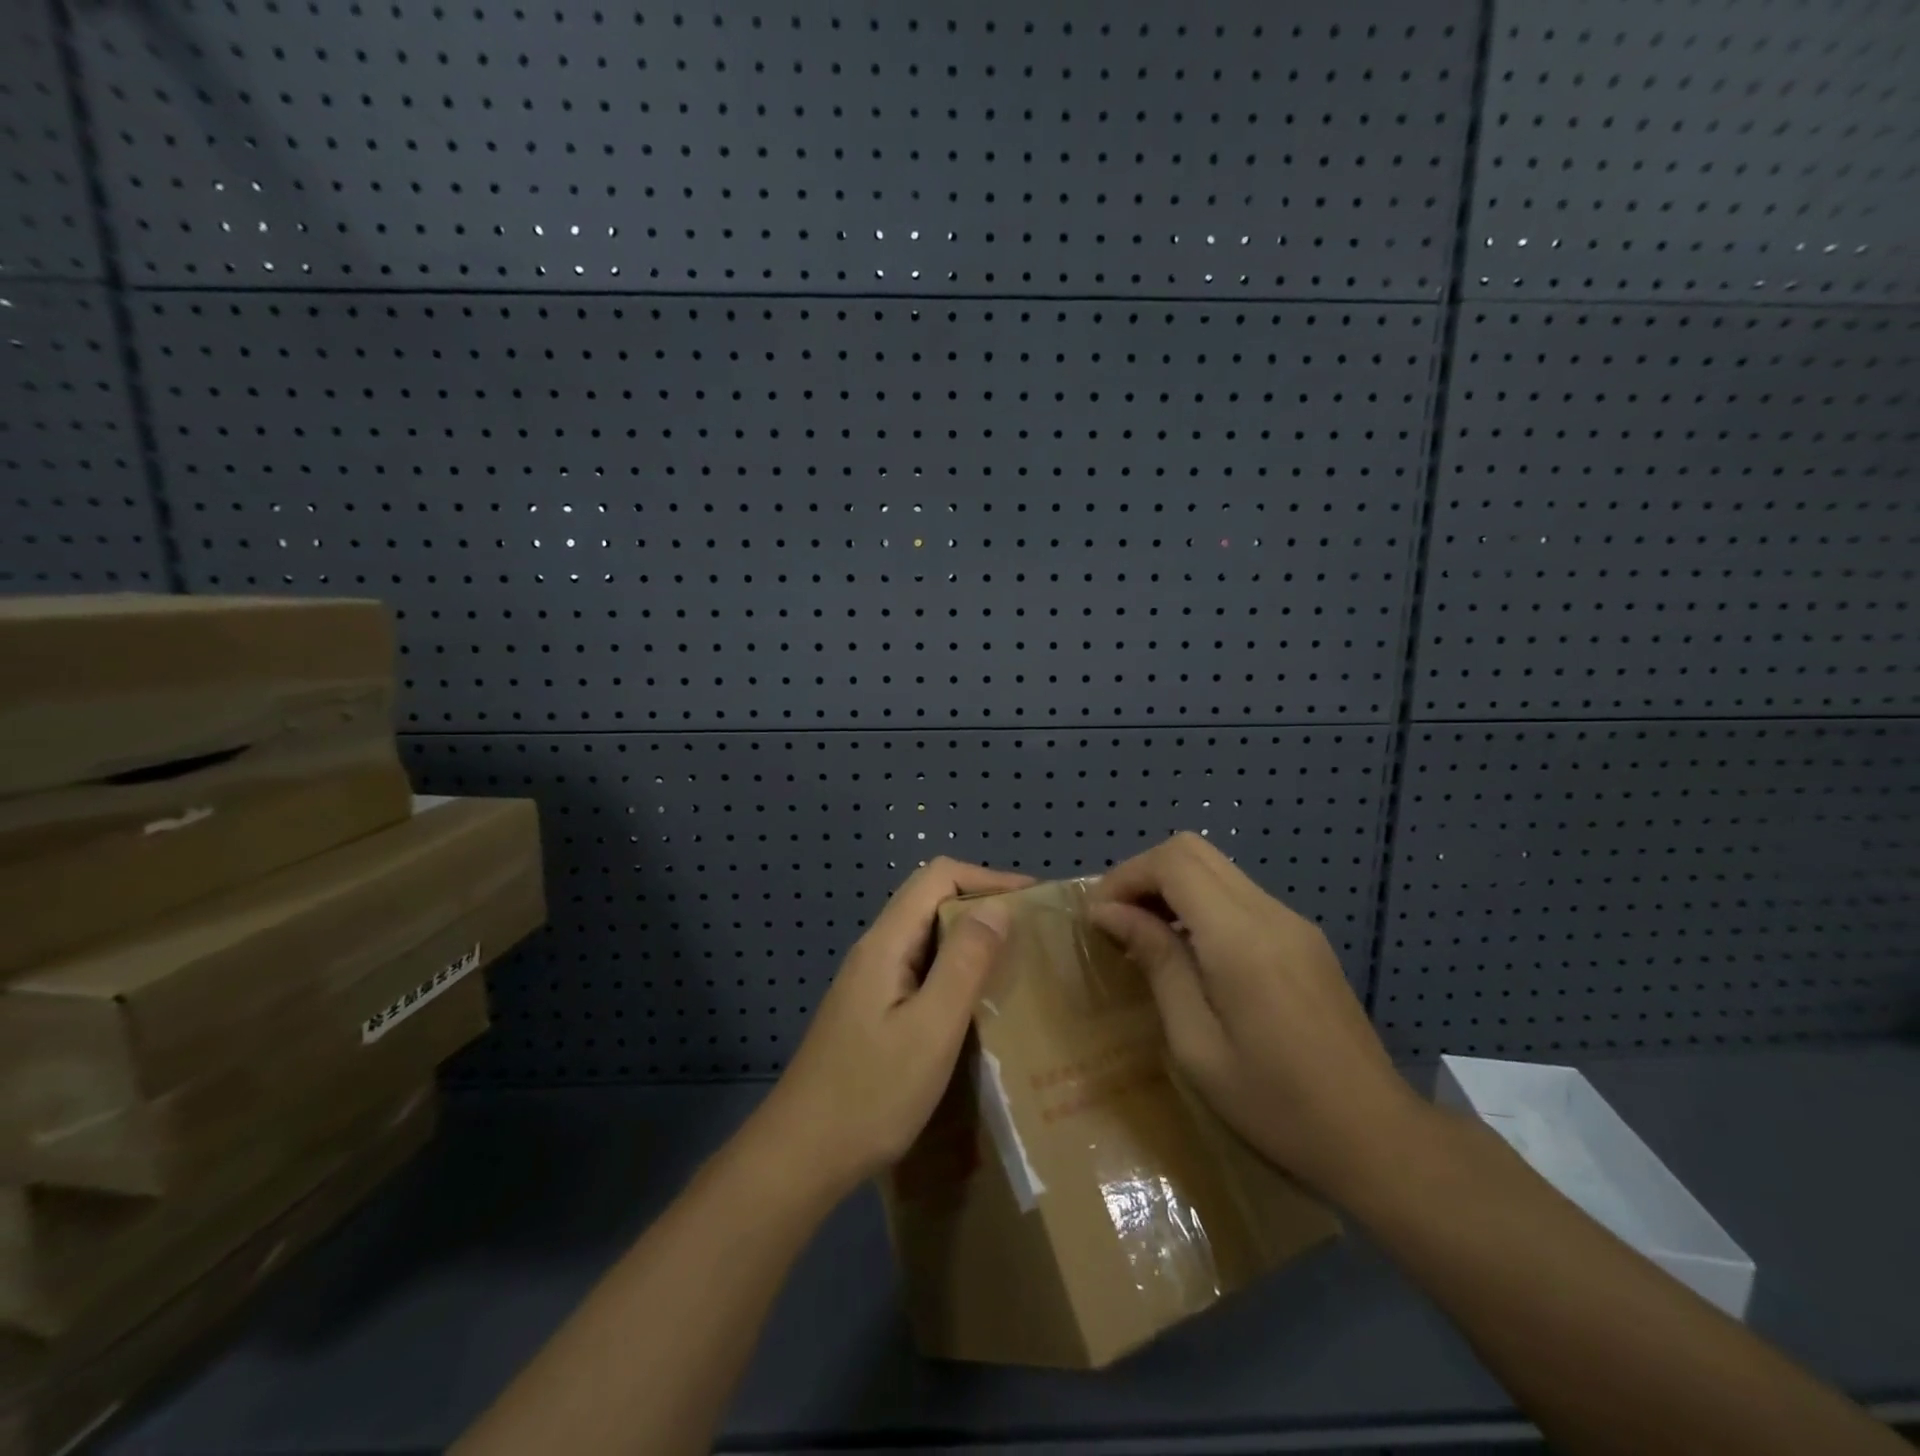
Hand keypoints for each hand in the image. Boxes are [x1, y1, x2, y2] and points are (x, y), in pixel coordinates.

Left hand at [758, 857, 1031, 1196]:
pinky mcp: (872, 1011)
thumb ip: (964, 963)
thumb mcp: (931, 1028)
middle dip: (983, 905)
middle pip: (931, 900)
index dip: (987, 877)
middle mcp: (875, 951)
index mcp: (886, 942)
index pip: (938, 876)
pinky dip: (955, 972)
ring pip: (926, 938)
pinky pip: (920, 971)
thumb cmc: (871, 1094)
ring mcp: (870, 982)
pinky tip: (978, 1005)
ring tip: (1015, 965)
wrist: (800, 1157)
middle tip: (1032, 934)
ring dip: (971, 940)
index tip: (1033, 899)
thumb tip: (997, 907)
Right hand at [1089, 832, 1419, 1199]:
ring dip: (1172, 887)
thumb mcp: (1197, 1045)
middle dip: (1144, 874)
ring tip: (1146, 937)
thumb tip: (1110, 913)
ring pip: (1217, 868)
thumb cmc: (1276, 1105)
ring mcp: (1293, 922)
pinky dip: (1201, 904)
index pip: (1173, 862)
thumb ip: (1158, 963)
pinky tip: (1191, 953)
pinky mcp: (1305, 939)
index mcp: (1240, 938)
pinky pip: (1239, 895)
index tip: (1098, 918)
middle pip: (1193, 850)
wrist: (1378, 1138)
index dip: (1126, 876)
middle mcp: (1269, 913)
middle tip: (1117, 921)